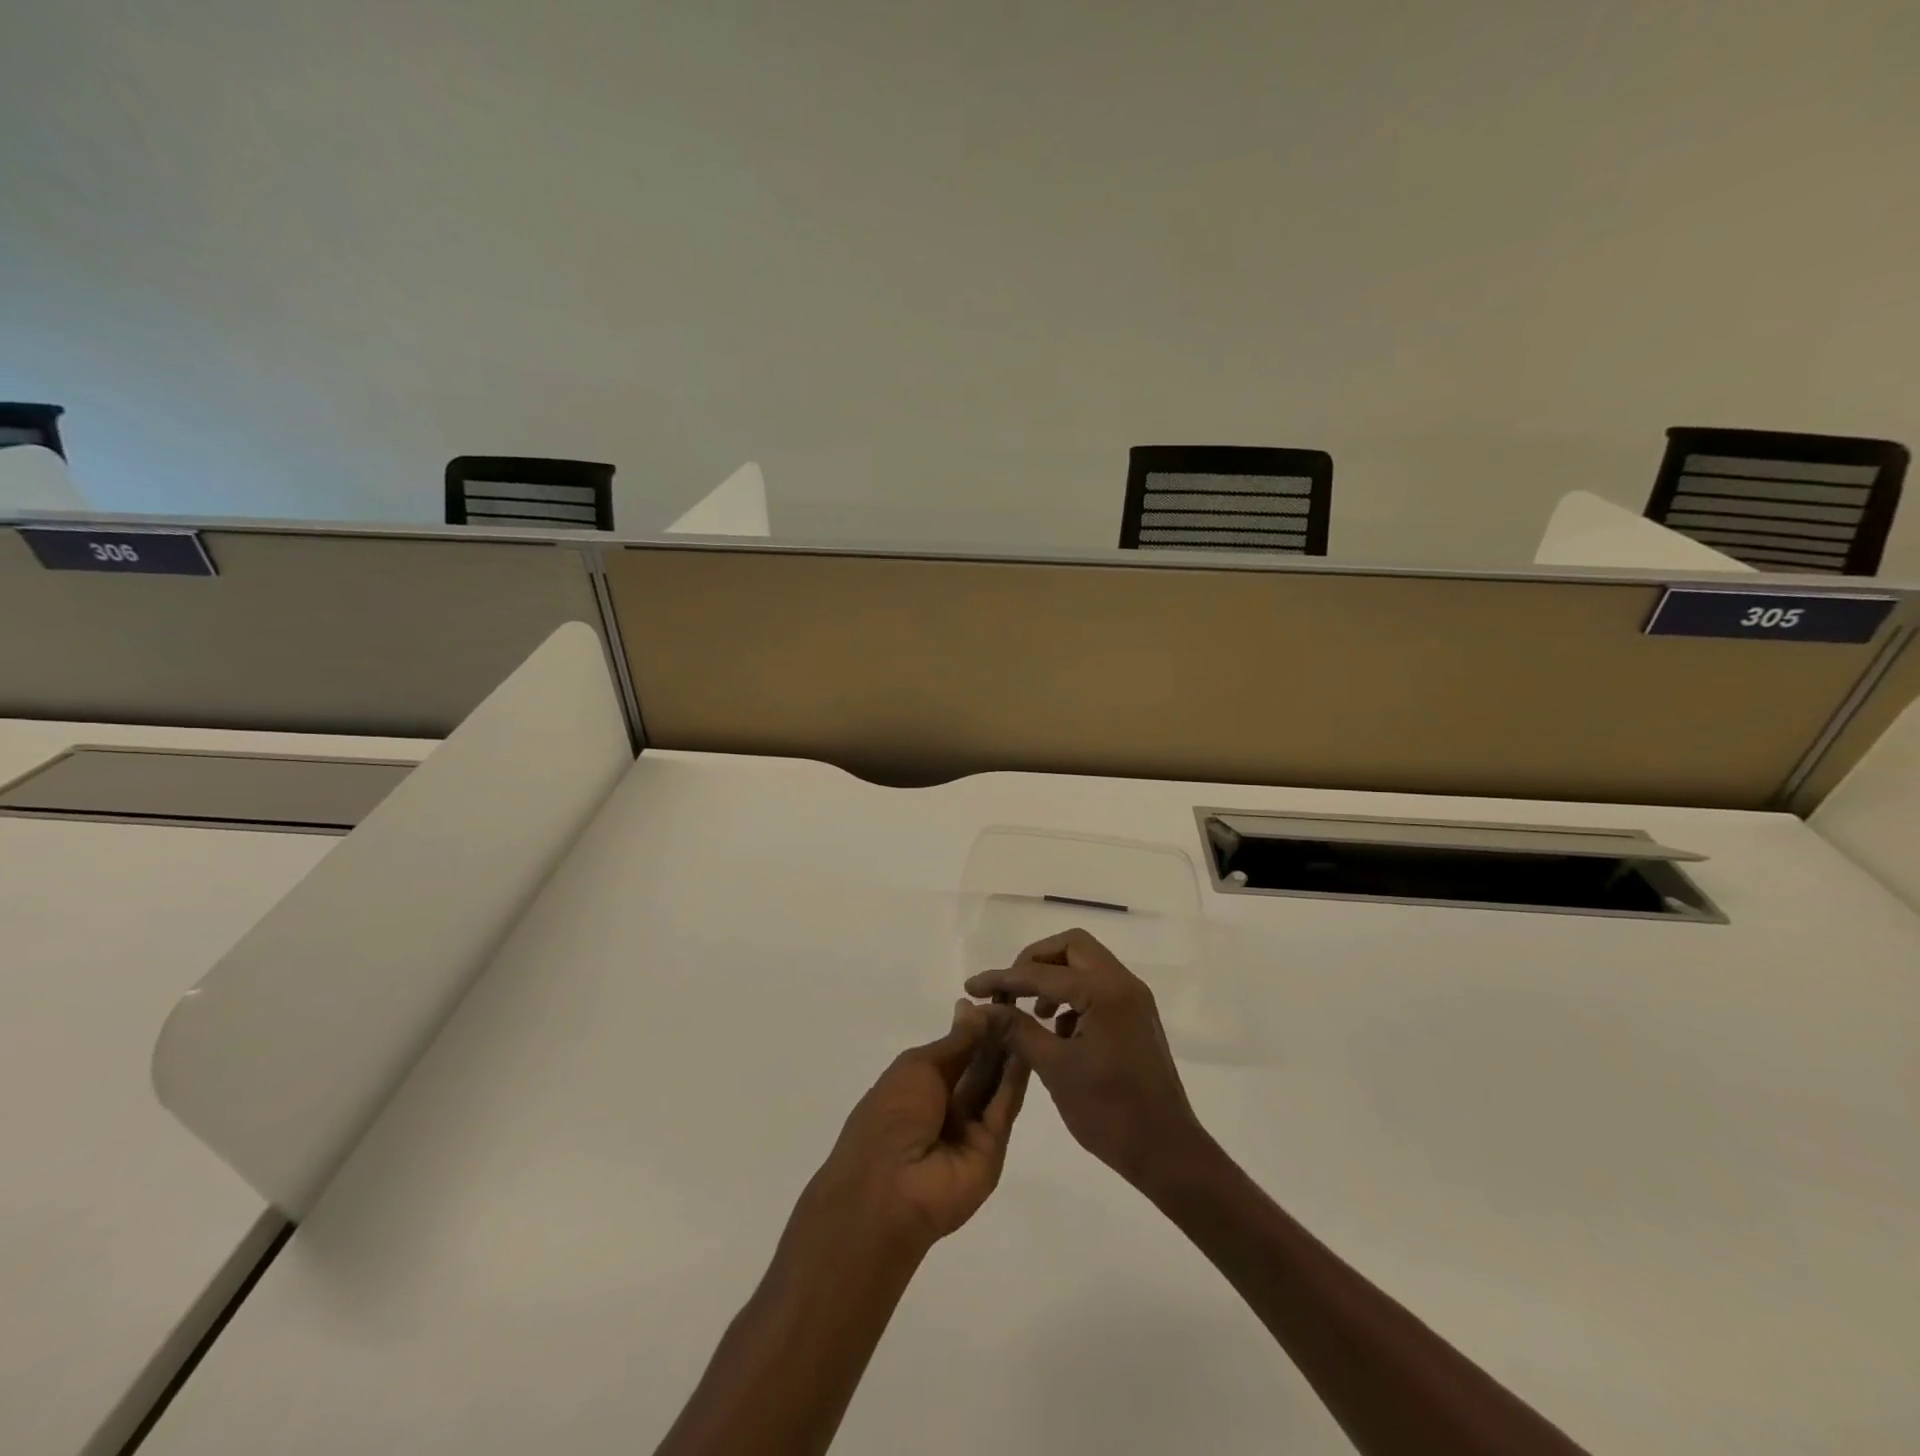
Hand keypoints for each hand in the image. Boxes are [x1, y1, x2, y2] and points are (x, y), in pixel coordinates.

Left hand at [793, 1000, 1030, 1258]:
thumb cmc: (891, 1115)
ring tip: (1028, 1020)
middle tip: (1019, 1005)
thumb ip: (955, 1042)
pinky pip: (1003, 1109)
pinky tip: (1027, 1049)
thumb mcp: (917, 1067)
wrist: (889, 1188)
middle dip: (996, 1037)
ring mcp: (969, 1128)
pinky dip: (1015, 1080)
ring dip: (1008, 1053)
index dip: (975, 1026)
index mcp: (920, 1084)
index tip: (999, 999)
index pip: (956, 1050)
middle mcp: (946, 1105)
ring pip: (994, 1085)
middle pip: (978, 1066)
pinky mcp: (992, 1149)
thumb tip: (971, 1007)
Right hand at [966, 929, 1208, 1194]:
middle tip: (1010, 990)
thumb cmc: (1109, 1111)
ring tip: (1031, 1014)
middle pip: (1071, 947)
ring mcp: (1133, 999)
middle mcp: (1123, 983)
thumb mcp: (1054, 1068)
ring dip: (1054, 978)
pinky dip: (1073, 996)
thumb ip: (1016, 1030)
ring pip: (1086, 964)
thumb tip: (981, 1009)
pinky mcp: (1136, 1017)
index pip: (1041, 972)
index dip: (1003, 978)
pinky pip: (1098, 987)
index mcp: (1103, 991)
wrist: (1167, 1151)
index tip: (972, 987)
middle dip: (1035, 962)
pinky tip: (1057, 1031)